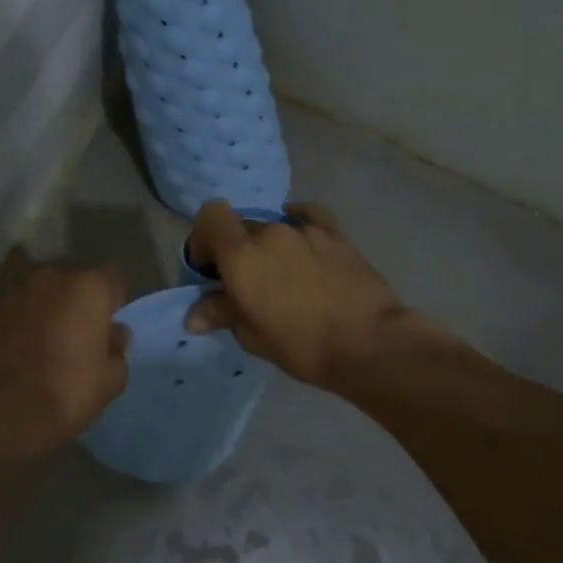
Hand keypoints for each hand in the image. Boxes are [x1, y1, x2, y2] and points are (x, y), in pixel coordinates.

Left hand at [0, 259, 129, 461]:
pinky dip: (18, 323)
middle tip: (76, 337)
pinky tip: (16, 351)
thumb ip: (117, 352)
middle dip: (76, 303)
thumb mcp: (108, 383)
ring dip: (45, 311)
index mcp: (87, 287)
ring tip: (43, 345)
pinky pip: (13, 310)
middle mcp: (49, 276)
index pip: (111, 280)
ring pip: (39, 294)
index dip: (111, 304)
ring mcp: (12, 289)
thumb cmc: (62, 393)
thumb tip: (115, 336)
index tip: (107, 329)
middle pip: (72, 282)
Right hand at [184, 201, 405, 388]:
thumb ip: (221, 313)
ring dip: (266, 246)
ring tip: (280, 276)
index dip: (203, 238)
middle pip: (240, 226)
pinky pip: (308, 217)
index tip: (208, 269)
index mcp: (242, 255)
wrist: (368, 344)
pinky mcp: (335, 234)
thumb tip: (194, 315)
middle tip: (243, 282)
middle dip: (234, 249)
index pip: (210, 217)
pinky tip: (300, 239)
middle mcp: (270, 232)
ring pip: (273, 226)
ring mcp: (305, 230)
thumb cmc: (302, 345)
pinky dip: (297, 223)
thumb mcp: (252, 336)